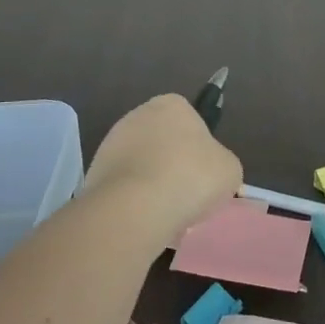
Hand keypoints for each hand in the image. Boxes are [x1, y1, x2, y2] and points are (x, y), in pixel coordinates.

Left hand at [79, 94, 242, 242]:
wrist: (135, 207)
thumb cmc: (191, 177)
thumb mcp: (229, 170)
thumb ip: (222, 163)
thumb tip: (212, 171)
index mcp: (172, 104)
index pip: (190, 119)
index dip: (199, 147)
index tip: (204, 173)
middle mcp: (138, 114)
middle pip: (163, 141)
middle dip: (173, 164)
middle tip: (188, 194)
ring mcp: (112, 142)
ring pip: (142, 164)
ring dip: (152, 183)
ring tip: (166, 213)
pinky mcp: (95, 171)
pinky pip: (124, 185)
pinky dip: (133, 199)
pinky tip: (145, 218)